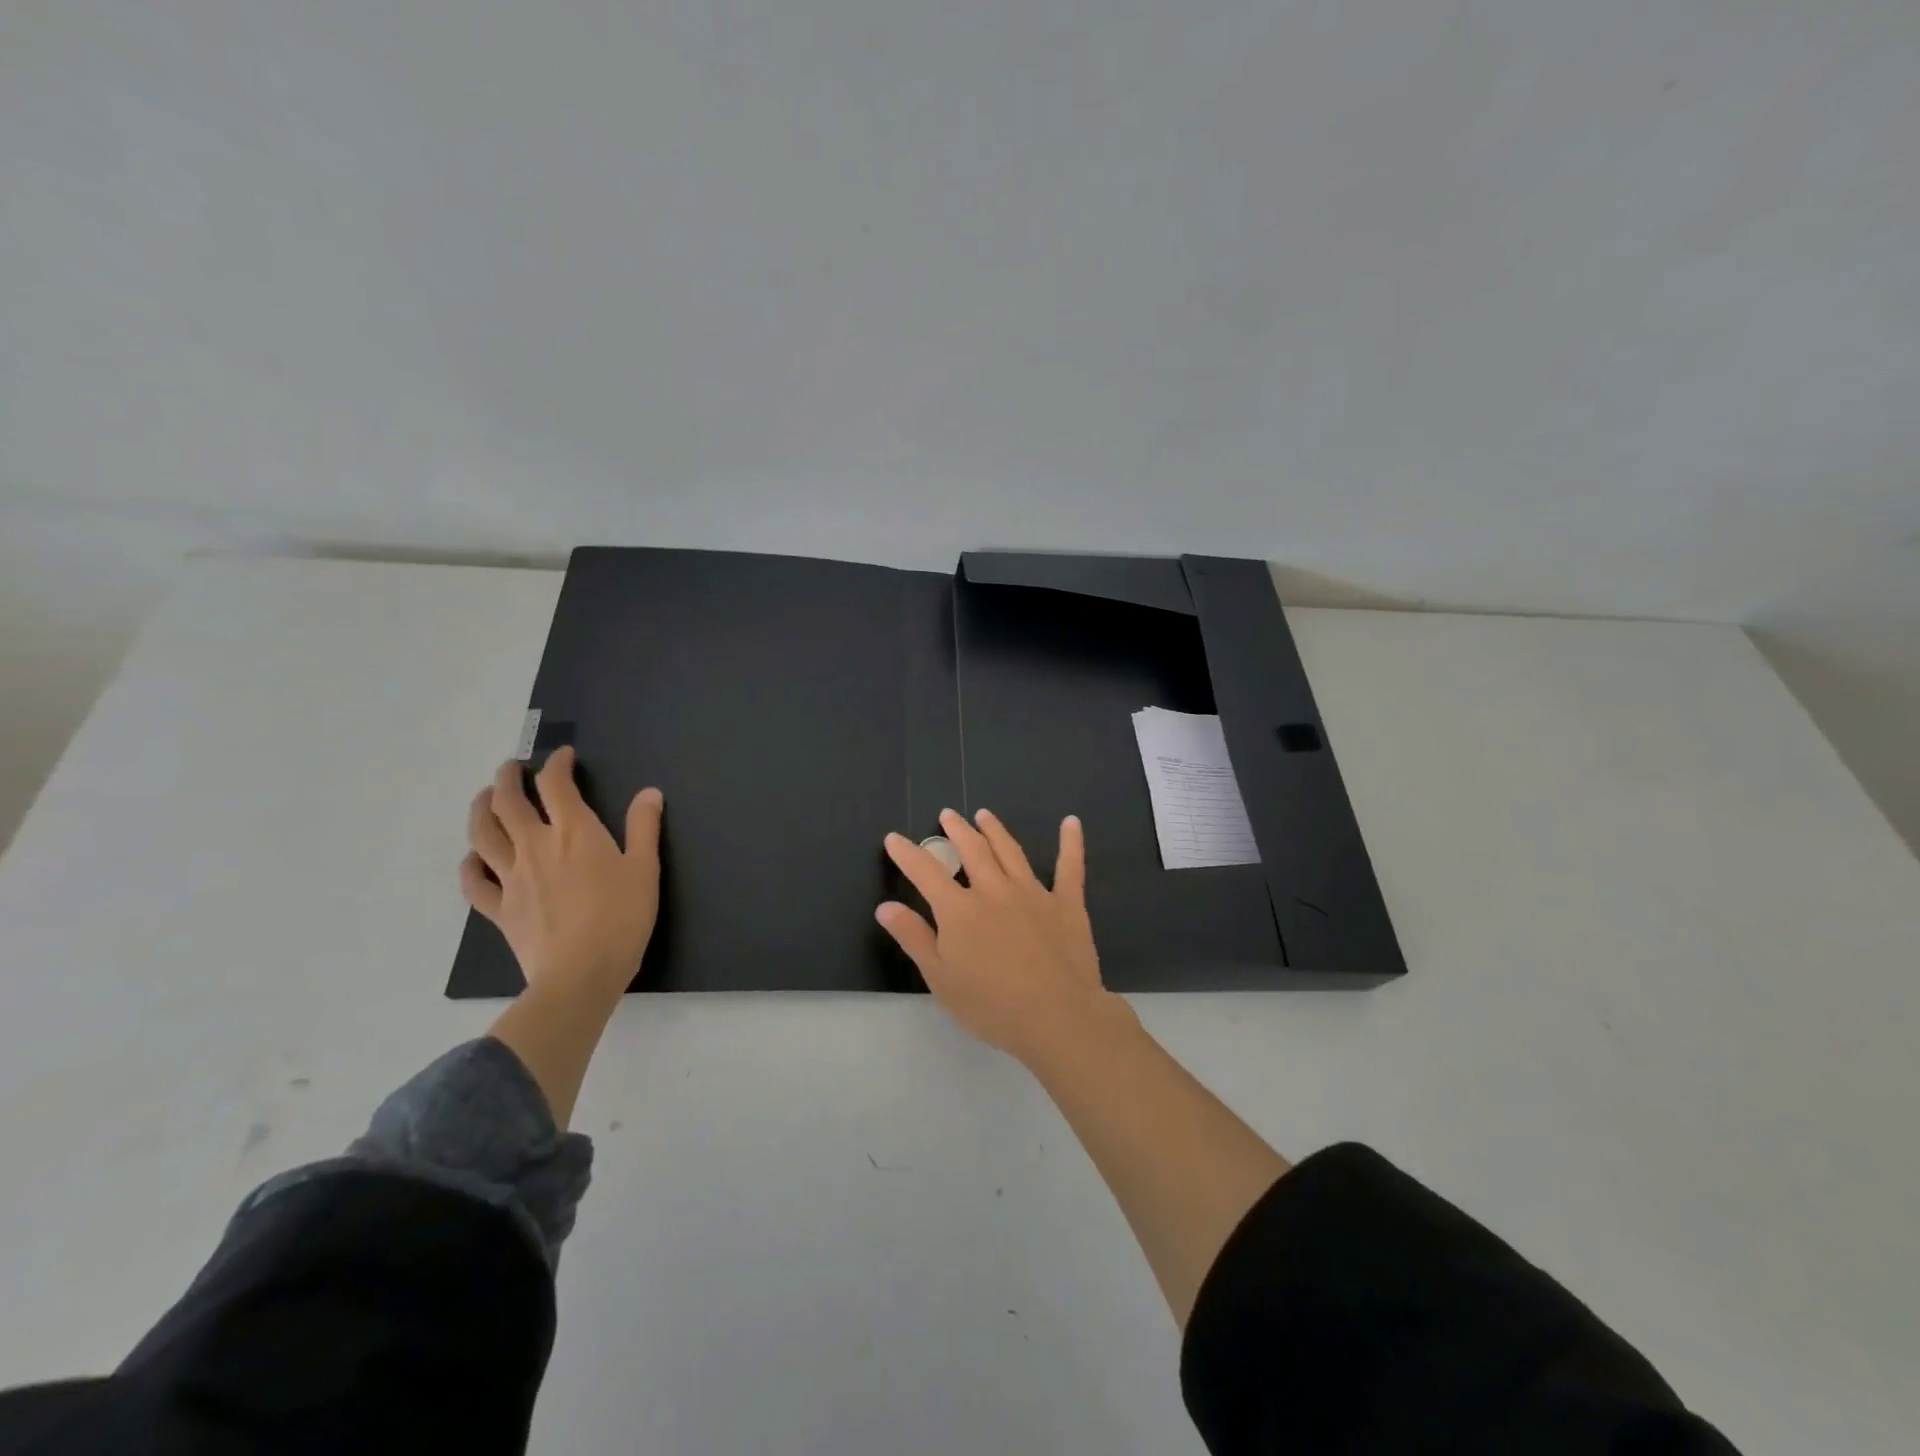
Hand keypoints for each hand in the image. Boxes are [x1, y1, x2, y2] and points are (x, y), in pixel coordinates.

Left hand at [461, 747, 664, 999]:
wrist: (580, 974)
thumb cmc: (621, 918)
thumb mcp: (645, 869)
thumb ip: (644, 827)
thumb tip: (649, 793)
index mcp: (574, 832)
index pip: (557, 785)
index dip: (557, 765)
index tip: (563, 757)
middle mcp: (535, 846)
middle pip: (508, 802)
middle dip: (508, 778)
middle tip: (513, 768)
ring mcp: (512, 878)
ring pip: (483, 835)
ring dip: (480, 810)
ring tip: (485, 799)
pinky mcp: (500, 909)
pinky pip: (474, 882)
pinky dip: (470, 865)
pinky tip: (474, 859)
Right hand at [877, 807, 1127, 1061]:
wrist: (1057, 1017)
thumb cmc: (992, 1006)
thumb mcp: (941, 979)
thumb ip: (914, 938)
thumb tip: (886, 906)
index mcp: (960, 910)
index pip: (926, 872)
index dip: (907, 854)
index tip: (894, 838)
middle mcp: (995, 890)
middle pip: (972, 850)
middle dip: (957, 830)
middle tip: (948, 815)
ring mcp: (1033, 893)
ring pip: (1010, 851)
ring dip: (995, 830)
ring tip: (984, 815)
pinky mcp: (1067, 903)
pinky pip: (1069, 867)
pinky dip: (1070, 843)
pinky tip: (1071, 823)